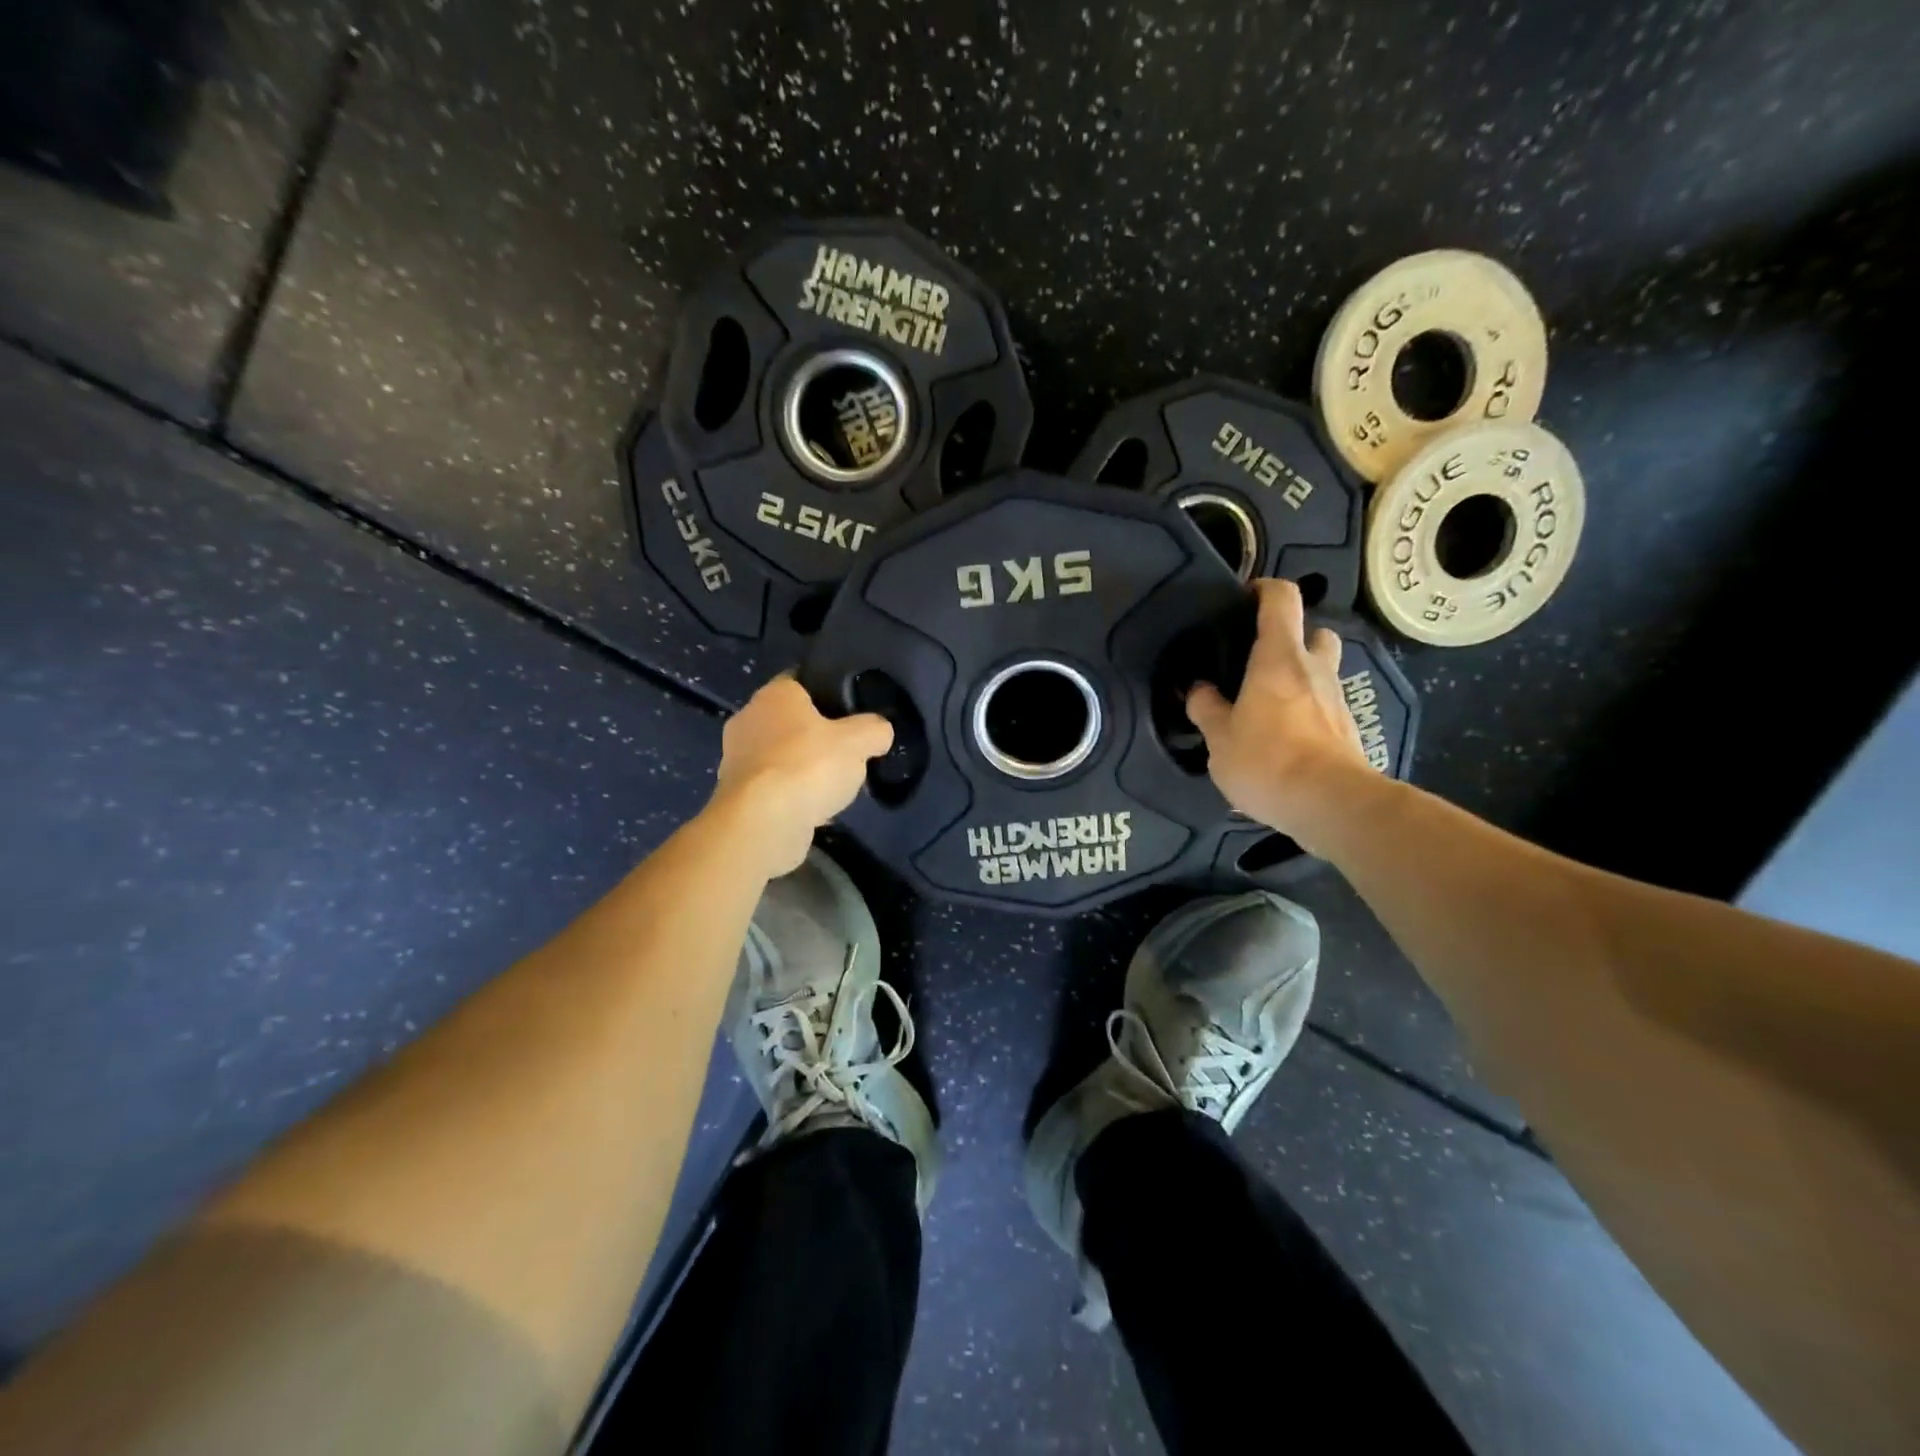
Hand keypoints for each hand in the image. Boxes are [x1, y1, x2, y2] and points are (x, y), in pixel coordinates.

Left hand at [709, 675, 893, 876]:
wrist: (763, 822)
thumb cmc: (809, 766)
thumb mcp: (859, 741)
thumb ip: (875, 730)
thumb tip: (879, 731)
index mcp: (774, 694)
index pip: (801, 681)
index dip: (827, 693)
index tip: (850, 712)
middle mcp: (748, 719)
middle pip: (790, 721)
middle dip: (815, 736)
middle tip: (846, 752)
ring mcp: (735, 758)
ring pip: (780, 756)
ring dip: (802, 768)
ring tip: (832, 786)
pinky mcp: (736, 794)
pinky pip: (772, 787)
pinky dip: (790, 795)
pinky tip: (813, 810)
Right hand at [1185, 579, 1373, 844]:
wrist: (1330, 803)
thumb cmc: (1267, 760)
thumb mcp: (1218, 738)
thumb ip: (1206, 709)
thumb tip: (1198, 689)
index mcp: (1279, 657)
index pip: (1281, 598)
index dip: (1263, 590)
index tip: (1243, 599)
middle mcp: (1315, 668)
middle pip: (1313, 633)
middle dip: (1292, 639)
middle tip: (1260, 662)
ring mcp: (1338, 699)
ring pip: (1322, 672)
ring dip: (1300, 680)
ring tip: (1267, 706)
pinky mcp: (1348, 730)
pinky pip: (1324, 708)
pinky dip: (1307, 713)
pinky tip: (1284, 740)